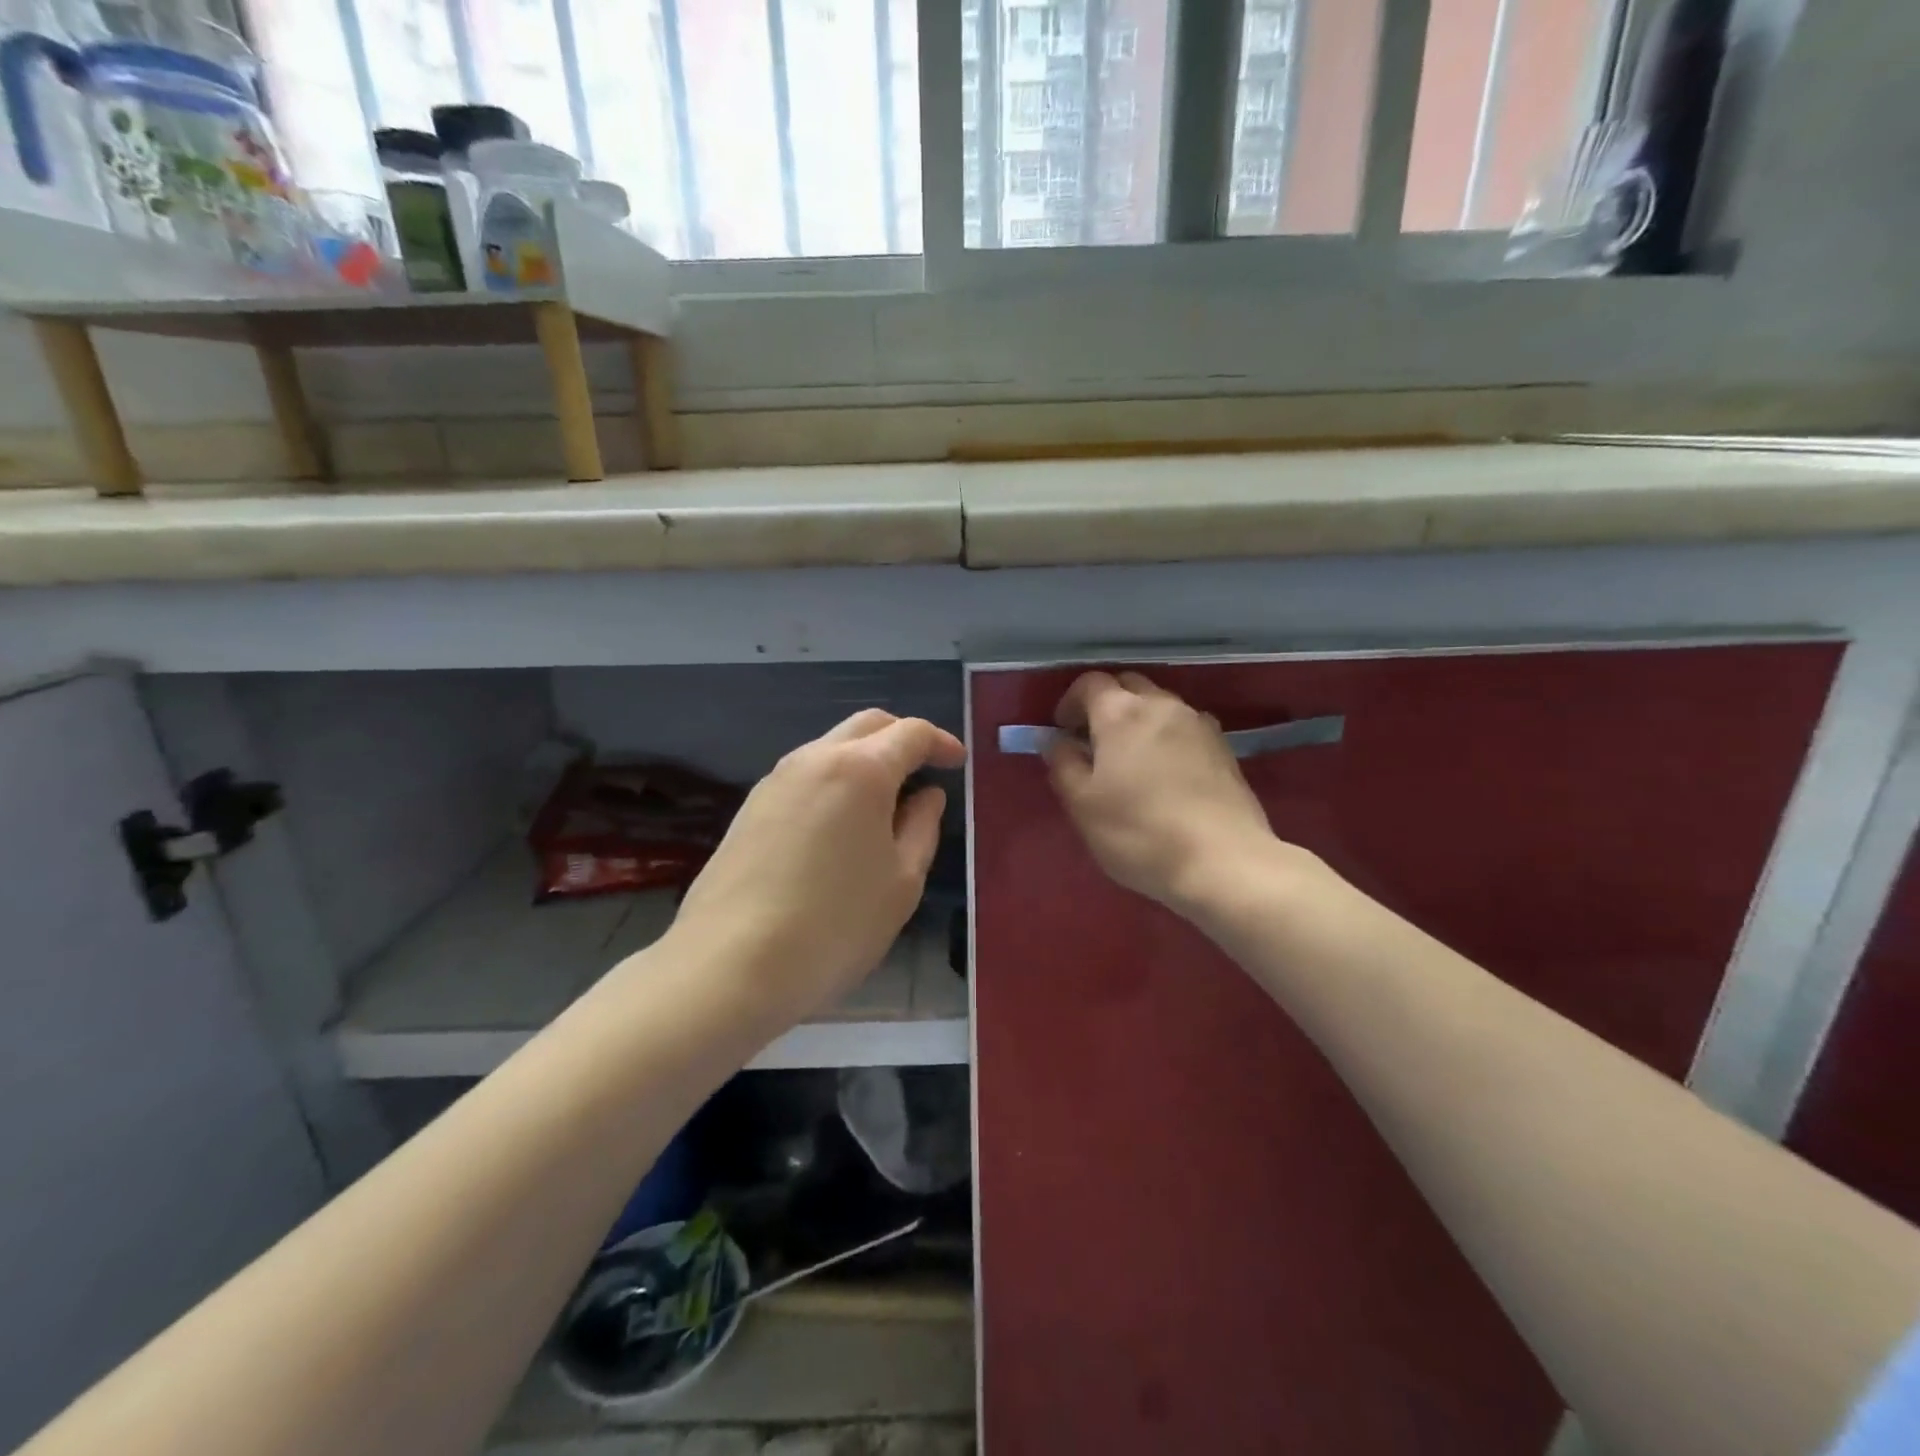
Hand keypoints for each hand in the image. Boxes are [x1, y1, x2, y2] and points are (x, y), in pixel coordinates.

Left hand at [672, 709, 966, 1023]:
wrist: (730, 965)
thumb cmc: (835, 925)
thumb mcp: (900, 881)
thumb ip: (921, 827)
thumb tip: (926, 795)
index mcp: (860, 770)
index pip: (910, 733)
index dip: (940, 742)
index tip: (957, 762)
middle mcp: (814, 759)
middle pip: (867, 725)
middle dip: (901, 737)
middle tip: (925, 768)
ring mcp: (775, 781)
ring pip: (830, 747)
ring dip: (865, 759)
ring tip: (885, 802)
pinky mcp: (750, 808)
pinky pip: (804, 776)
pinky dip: (834, 781)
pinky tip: (840, 824)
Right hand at [1046, 671, 1278, 912]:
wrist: (1223, 861)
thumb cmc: (1139, 832)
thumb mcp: (1082, 804)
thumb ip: (1062, 764)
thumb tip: (1056, 740)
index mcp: (1121, 712)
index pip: (1090, 683)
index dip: (1070, 702)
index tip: (1063, 732)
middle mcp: (1162, 705)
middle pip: (1128, 685)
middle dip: (1106, 705)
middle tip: (1094, 742)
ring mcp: (1199, 724)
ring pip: (1160, 705)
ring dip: (1140, 720)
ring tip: (1131, 760)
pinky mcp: (1224, 748)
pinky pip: (1186, 727)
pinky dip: (1168, 737)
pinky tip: (1166, 773)